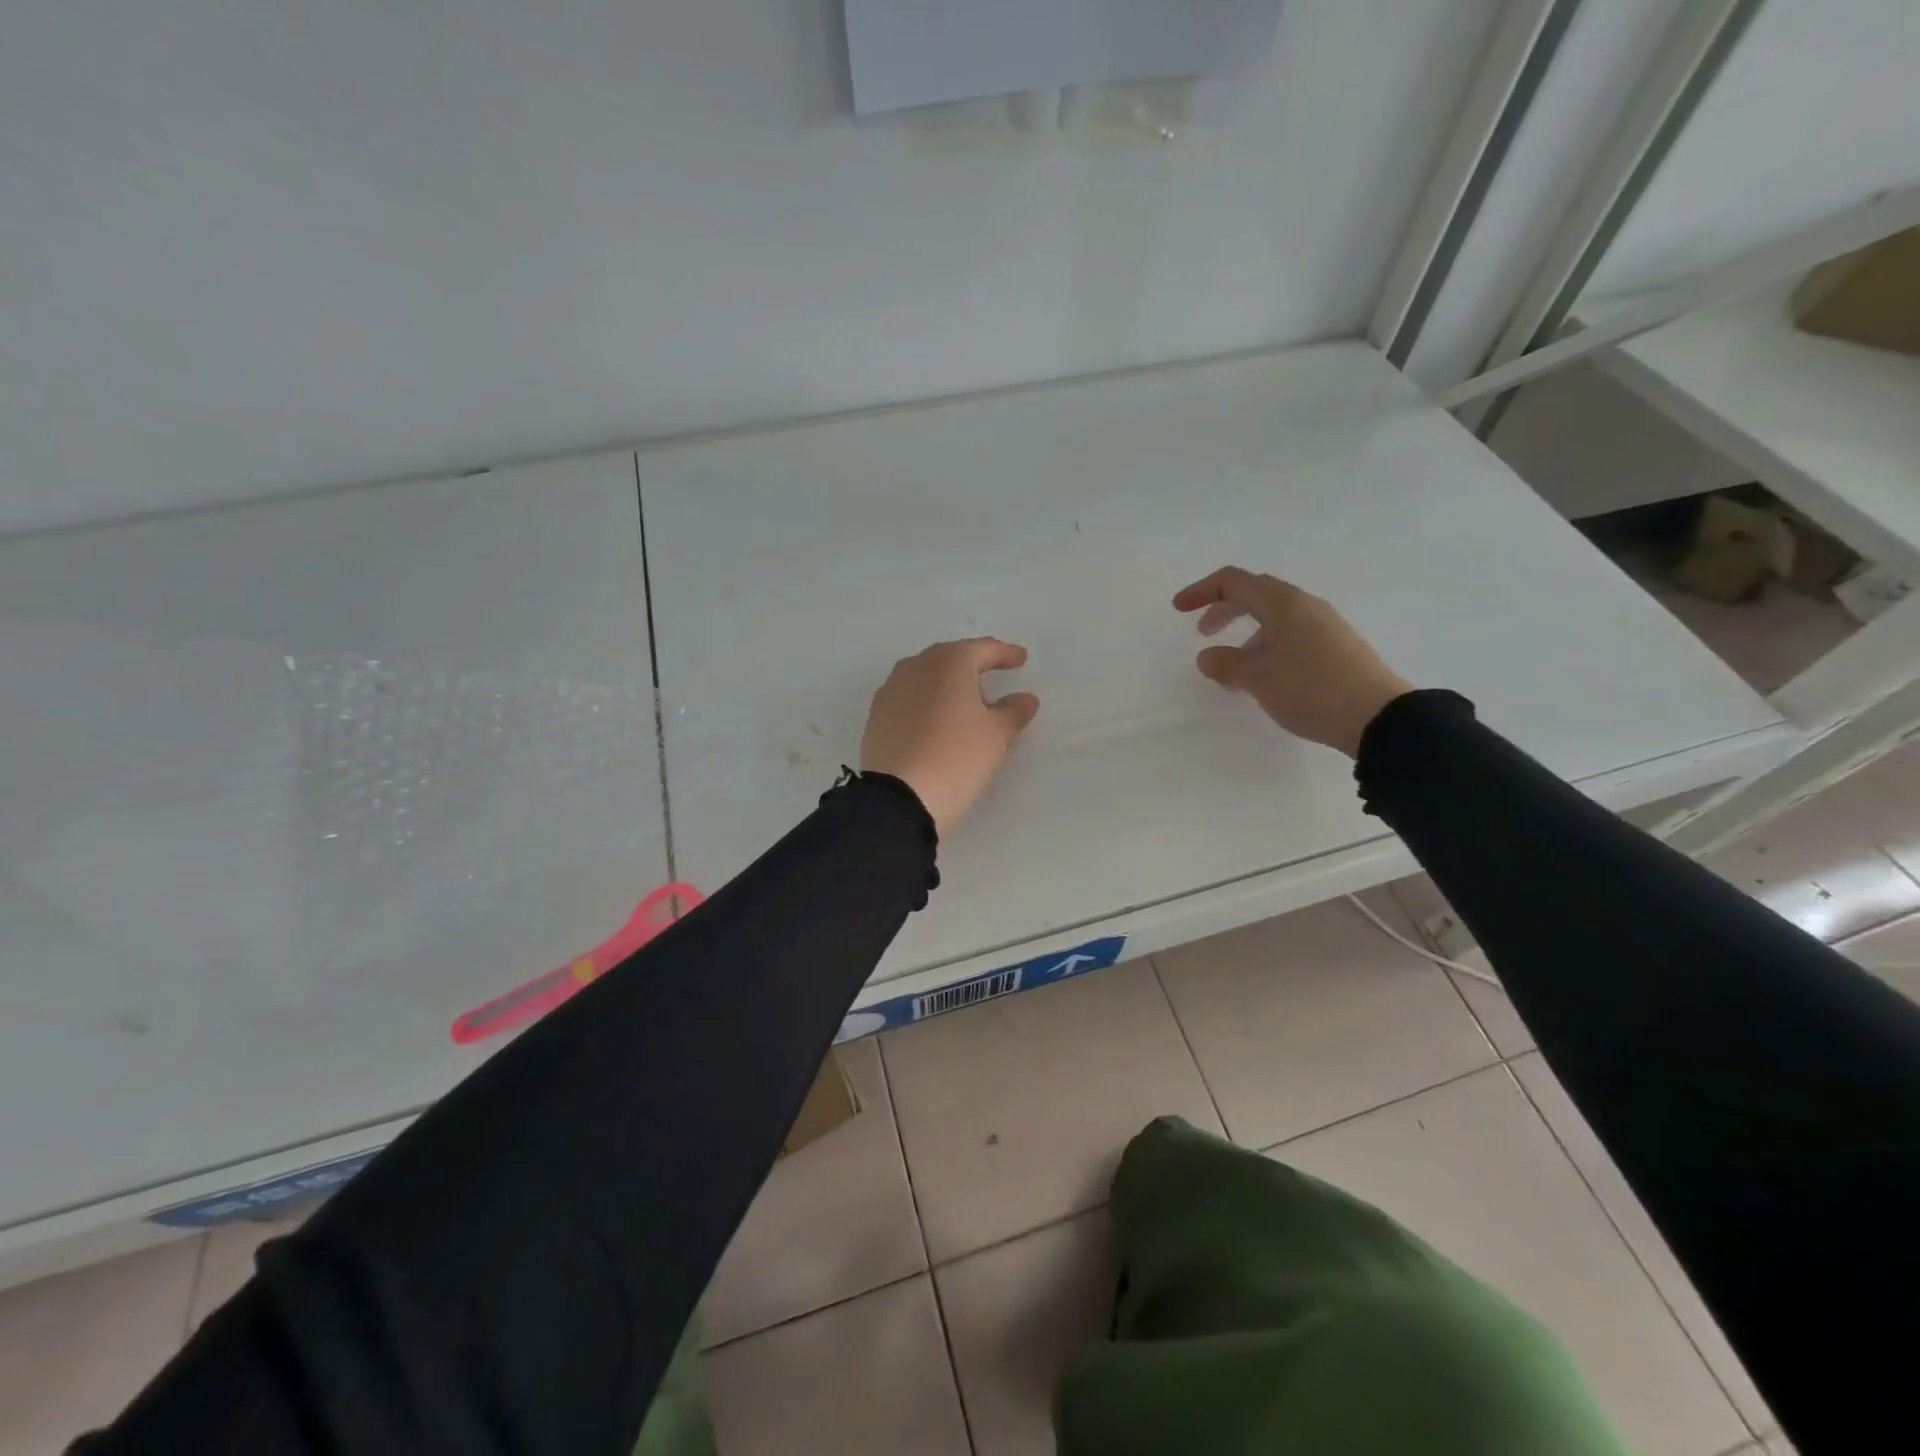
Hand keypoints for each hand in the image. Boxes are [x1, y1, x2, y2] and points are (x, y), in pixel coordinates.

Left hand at [861, 639, 1040, 836]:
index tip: (1021, 659)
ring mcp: (890, 691)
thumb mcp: (997, 735)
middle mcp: (915, 667)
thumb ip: (1014, 711)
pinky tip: (937, 724)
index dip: (1005, 653)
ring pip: (926, 678)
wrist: (899, 797)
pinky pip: (909, 700)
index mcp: (948, 662)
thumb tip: (1025, 698)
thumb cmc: (957, 756)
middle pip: (950, 659)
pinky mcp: (876, 717)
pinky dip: (927, 704)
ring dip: (947, 686)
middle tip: (993, 678)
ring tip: (965, 705)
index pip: (983, 649)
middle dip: (973, 667)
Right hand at [1173, 567, 1411, 756]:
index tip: (1178, 610)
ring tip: (1232, 665)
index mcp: (1282, 603)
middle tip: (1203, 632)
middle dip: (1224, 609)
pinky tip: (1264, 674)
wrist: (1377, 716)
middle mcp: (1304, 605)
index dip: (1201, 591)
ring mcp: (1324, 624)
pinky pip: (1290, 633)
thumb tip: (1207, 655)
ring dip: (1246, 632)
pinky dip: (1266, 644)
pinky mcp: (1335, 645)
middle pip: (1255, 594)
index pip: (1233, 581)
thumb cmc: (1310, 689)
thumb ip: (1226, 664)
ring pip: (1274, 616)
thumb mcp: (1258, 679)